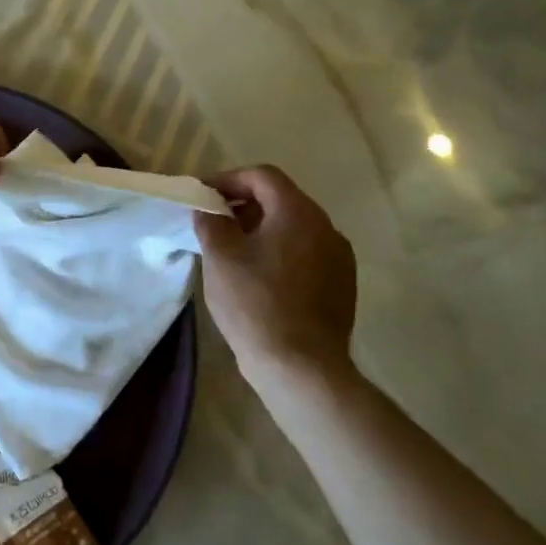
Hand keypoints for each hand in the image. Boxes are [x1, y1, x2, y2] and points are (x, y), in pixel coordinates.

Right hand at [194, 166, 357, 390]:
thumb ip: (211, 222)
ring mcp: (339, 258)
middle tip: (214, 222)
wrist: (302, 368)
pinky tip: (260, 277)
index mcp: (298, 212)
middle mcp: (326, 227)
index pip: (263, 176)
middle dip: (245, 204)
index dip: (229, 179)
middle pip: (281, 199)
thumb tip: (208, 209)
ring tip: (233, 251)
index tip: (204, 196)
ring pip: (295, 228)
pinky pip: (307, 254)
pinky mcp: (341, 285)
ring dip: (263, 229)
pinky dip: (281, 252)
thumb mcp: (221, 257)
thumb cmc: (255, 304)